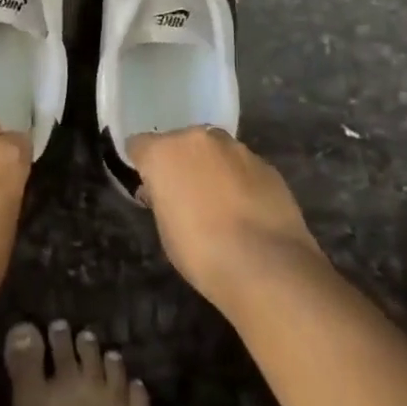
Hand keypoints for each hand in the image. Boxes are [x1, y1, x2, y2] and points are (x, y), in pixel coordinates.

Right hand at [129, 127, 323, 313]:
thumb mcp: (166, 229)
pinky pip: (243, 166)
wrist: (266, 266)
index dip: (143, 164)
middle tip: (187, 195)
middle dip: (181, 162)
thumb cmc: (201, 252)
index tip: (149, 185)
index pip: (140, 145)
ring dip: (213, 168)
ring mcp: (236, 148)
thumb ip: (162, 199)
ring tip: (222, 204)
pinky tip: (248, 211)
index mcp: (164, 152)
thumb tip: (166, 192)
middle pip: (181, 143)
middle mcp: (198, 139)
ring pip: (215, 151)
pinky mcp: (266, 164)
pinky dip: (241, 180)